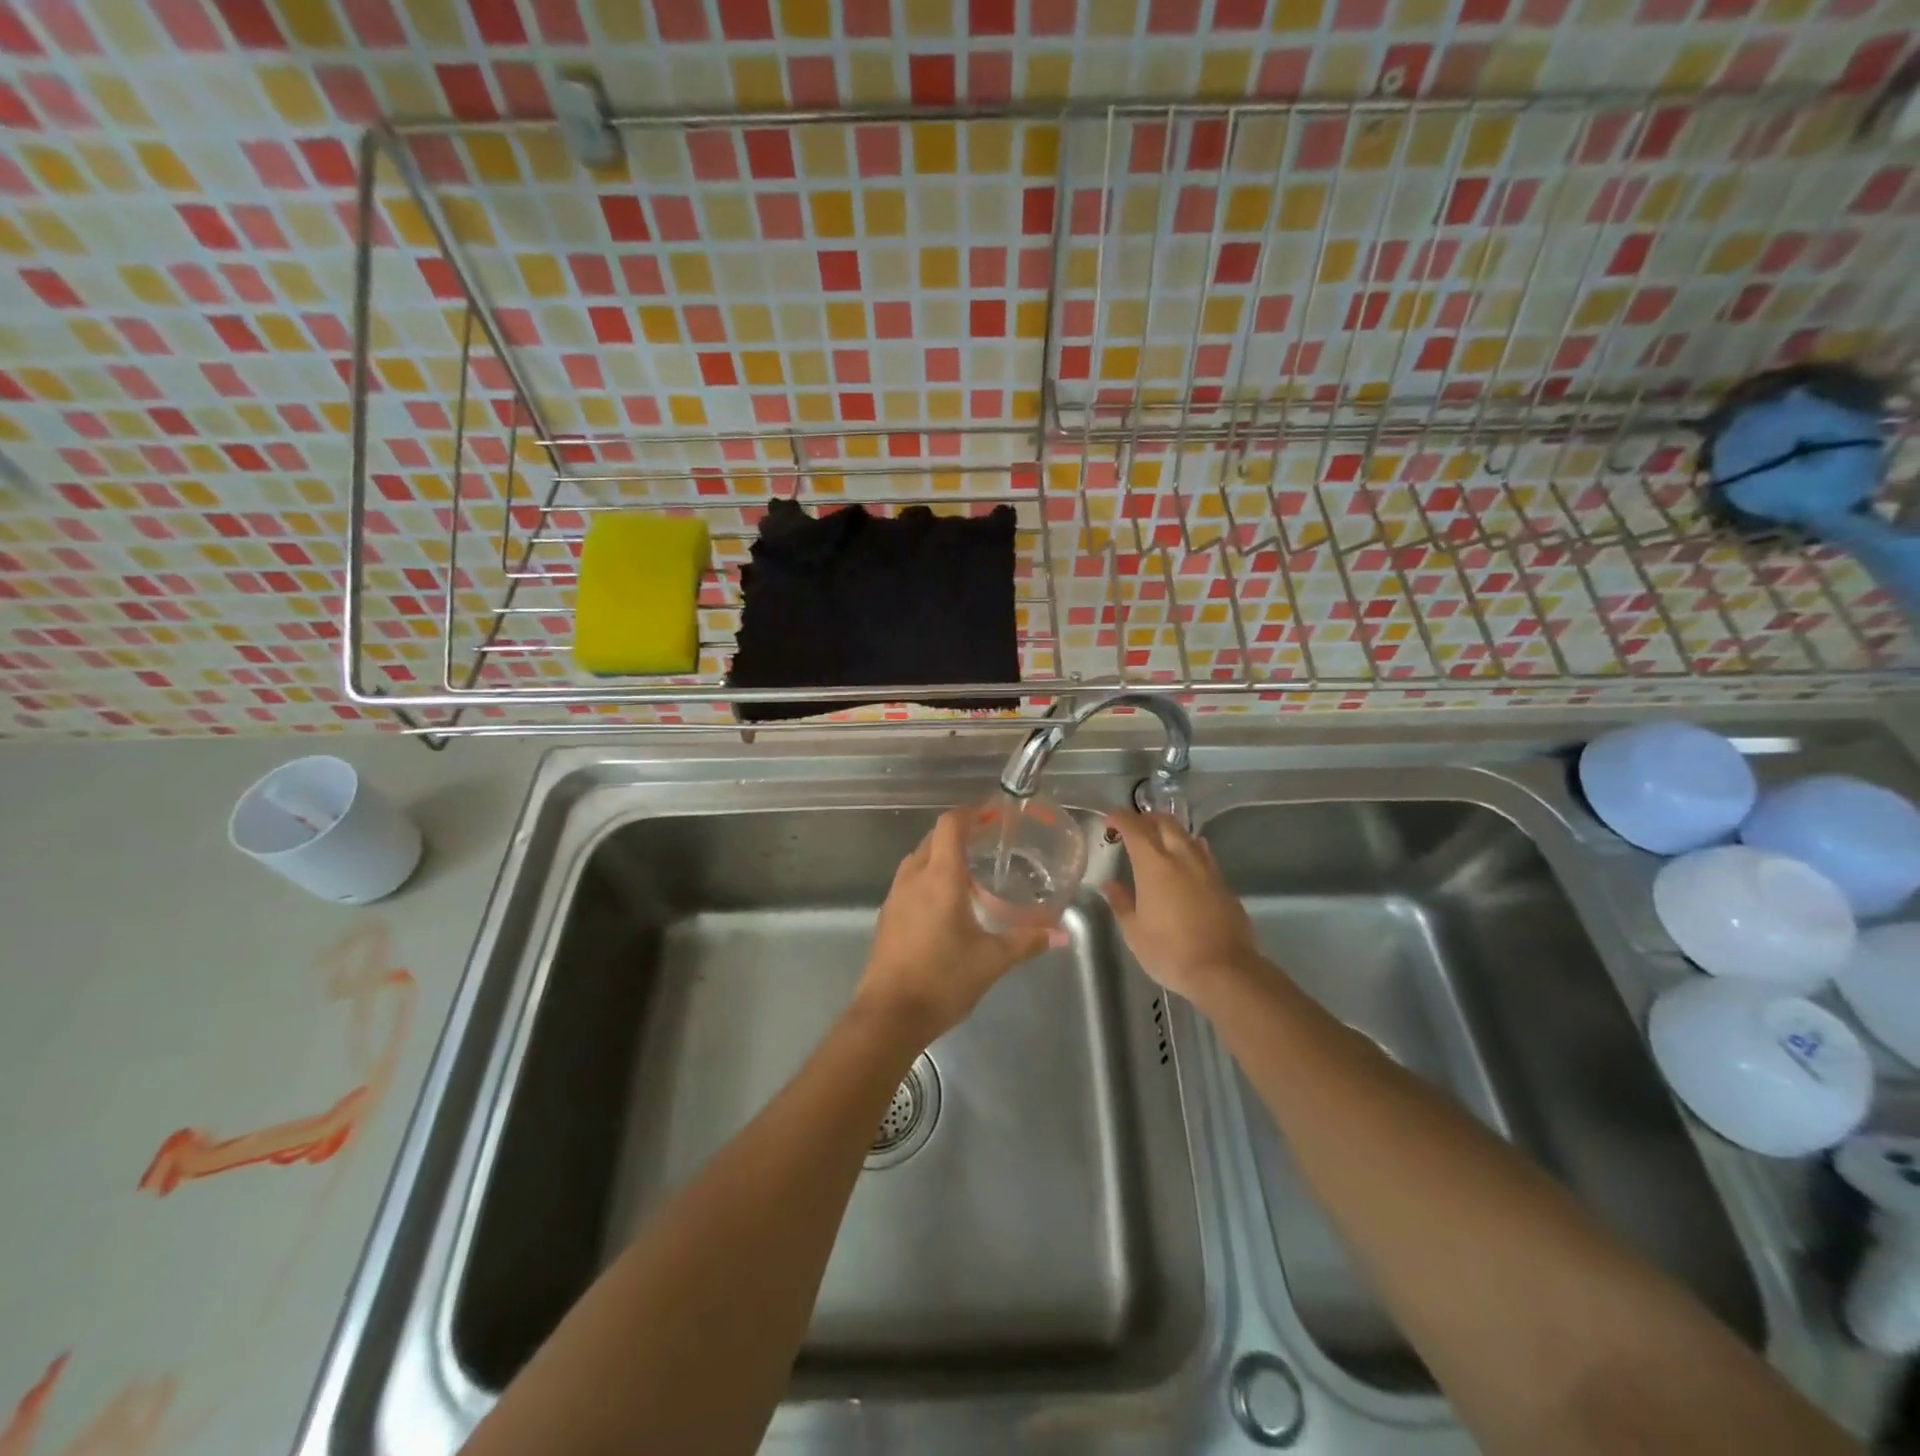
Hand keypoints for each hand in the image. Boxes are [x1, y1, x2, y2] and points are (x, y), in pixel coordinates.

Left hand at [856, 807, 1050, 1046]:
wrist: (888, 1015)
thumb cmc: (943, 979)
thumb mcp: (992, 960)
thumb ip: (1026, 941)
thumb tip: (1061, 933)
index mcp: (939, 877)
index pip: (950, 825)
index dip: (970, 813)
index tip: (993, 815)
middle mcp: (913, 877)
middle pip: (933, 838)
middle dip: (959, 834)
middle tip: (989, 843)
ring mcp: (895, 896)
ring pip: (918, 859)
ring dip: (941, 856)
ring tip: (970, 872)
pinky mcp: (887, 916)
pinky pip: (909, 882)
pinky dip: (928, 878)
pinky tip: (946, 904)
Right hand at [1101, 810, 1262, 1003]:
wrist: (1224, 970)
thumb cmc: (1170, 951)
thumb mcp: (1134, 932)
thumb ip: (1121, 903)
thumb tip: (1110, 885)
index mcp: (1153, 864)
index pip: (1134, 827)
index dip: (1120, 818)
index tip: (1110, 820)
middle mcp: (1181, 857)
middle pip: (1165, 822)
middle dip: (1146, 818)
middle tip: (1133, 828)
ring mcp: (1206, 868)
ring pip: (1186, 835)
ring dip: (1169, 831)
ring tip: (1158, 842)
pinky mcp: (1223, 883)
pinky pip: (1203, 853)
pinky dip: (1189, 849)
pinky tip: (1185, 861)